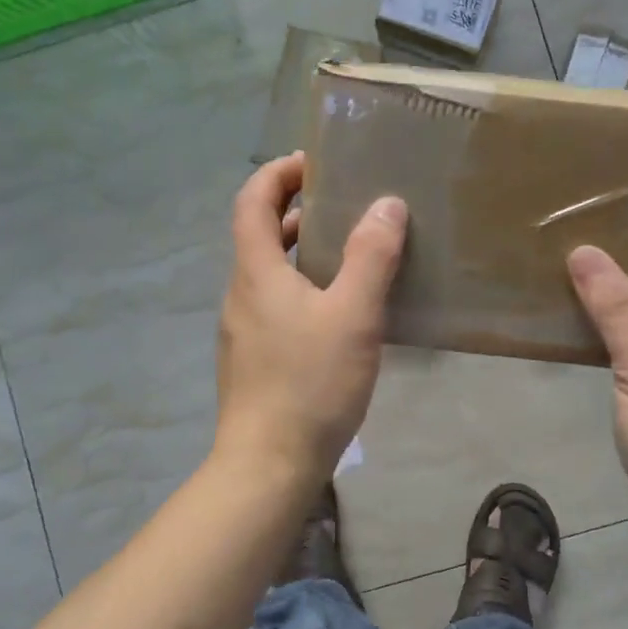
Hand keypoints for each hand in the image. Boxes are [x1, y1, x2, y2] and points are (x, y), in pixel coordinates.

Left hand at [215, 152, 407, 478]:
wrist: (269, 465)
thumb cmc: (310, 384)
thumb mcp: (352, 315)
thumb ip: (371, 257)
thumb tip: (386, 204)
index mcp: (256, 272)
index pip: (253, 200)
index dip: (279, 173)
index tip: (317, 163)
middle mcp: (241, 293)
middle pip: (261, 234)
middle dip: (300, 210)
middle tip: (348, 205)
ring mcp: (244, 329)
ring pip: (272, 273)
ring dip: (306, 252)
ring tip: (355, 253)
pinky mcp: (255, 359)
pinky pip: (278, 305)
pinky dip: (306, 288)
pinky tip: (343, 312)